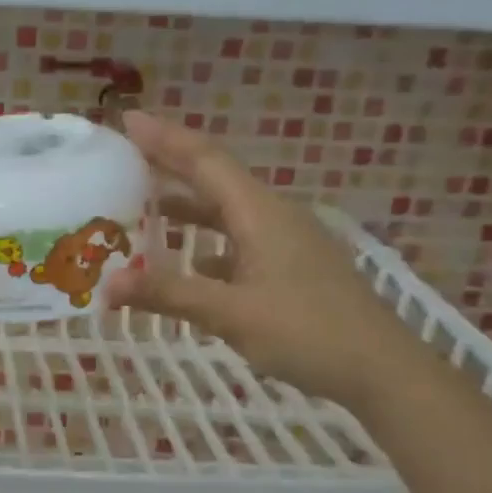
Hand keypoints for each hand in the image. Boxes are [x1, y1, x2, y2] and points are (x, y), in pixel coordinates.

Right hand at [104, 112, 420, 410]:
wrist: (386, 372)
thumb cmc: (309, 333)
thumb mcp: (230, 314)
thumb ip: (167, 294)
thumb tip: (106, 286)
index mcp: (259, 213)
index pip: (204, 160)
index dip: (164, 138)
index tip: (126, 119)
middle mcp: (272, 216)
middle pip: (214, 178)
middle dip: (169, 164)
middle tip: (124, 156)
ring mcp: (286, 242)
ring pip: (226, 211)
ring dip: (186, 204)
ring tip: (144, 205)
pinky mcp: (292, 268)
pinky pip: (238, 240)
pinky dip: (207, 242)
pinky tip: (189, 263)